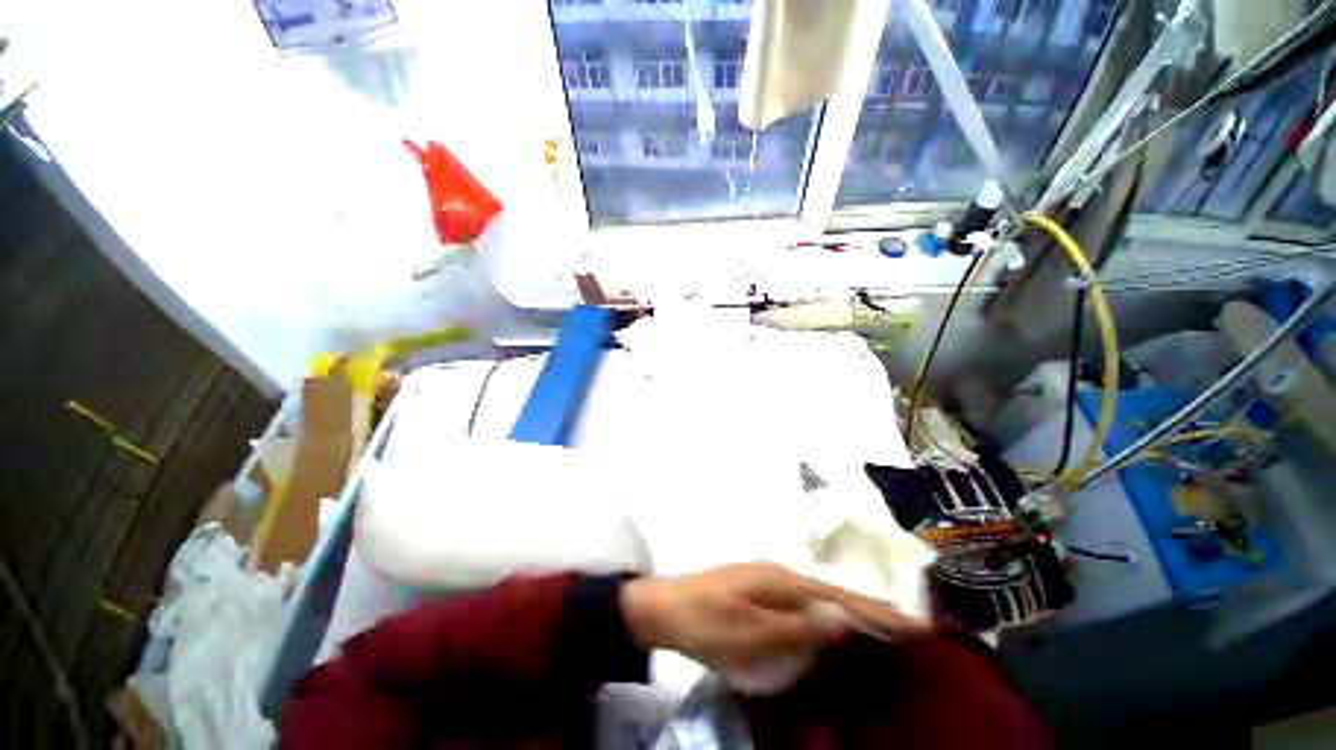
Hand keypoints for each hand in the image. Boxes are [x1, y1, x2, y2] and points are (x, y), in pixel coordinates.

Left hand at [619, 562, 928, 673]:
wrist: (662, 607)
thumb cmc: (704, 622)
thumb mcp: (747, 632)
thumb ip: (796, 627)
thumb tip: (844, 618)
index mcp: (781, 581)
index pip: (840, 599)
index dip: (879, 613)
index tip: (919, 625)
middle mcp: (779, 573)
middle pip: (833, 593)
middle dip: (870, 609)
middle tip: (909, 629)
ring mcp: (766, 578)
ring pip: (818, 595)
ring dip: (849, 610)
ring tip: (881, 626)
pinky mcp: (756, 588)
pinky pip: (801, 601)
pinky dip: (823, 612)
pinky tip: (829, 621)